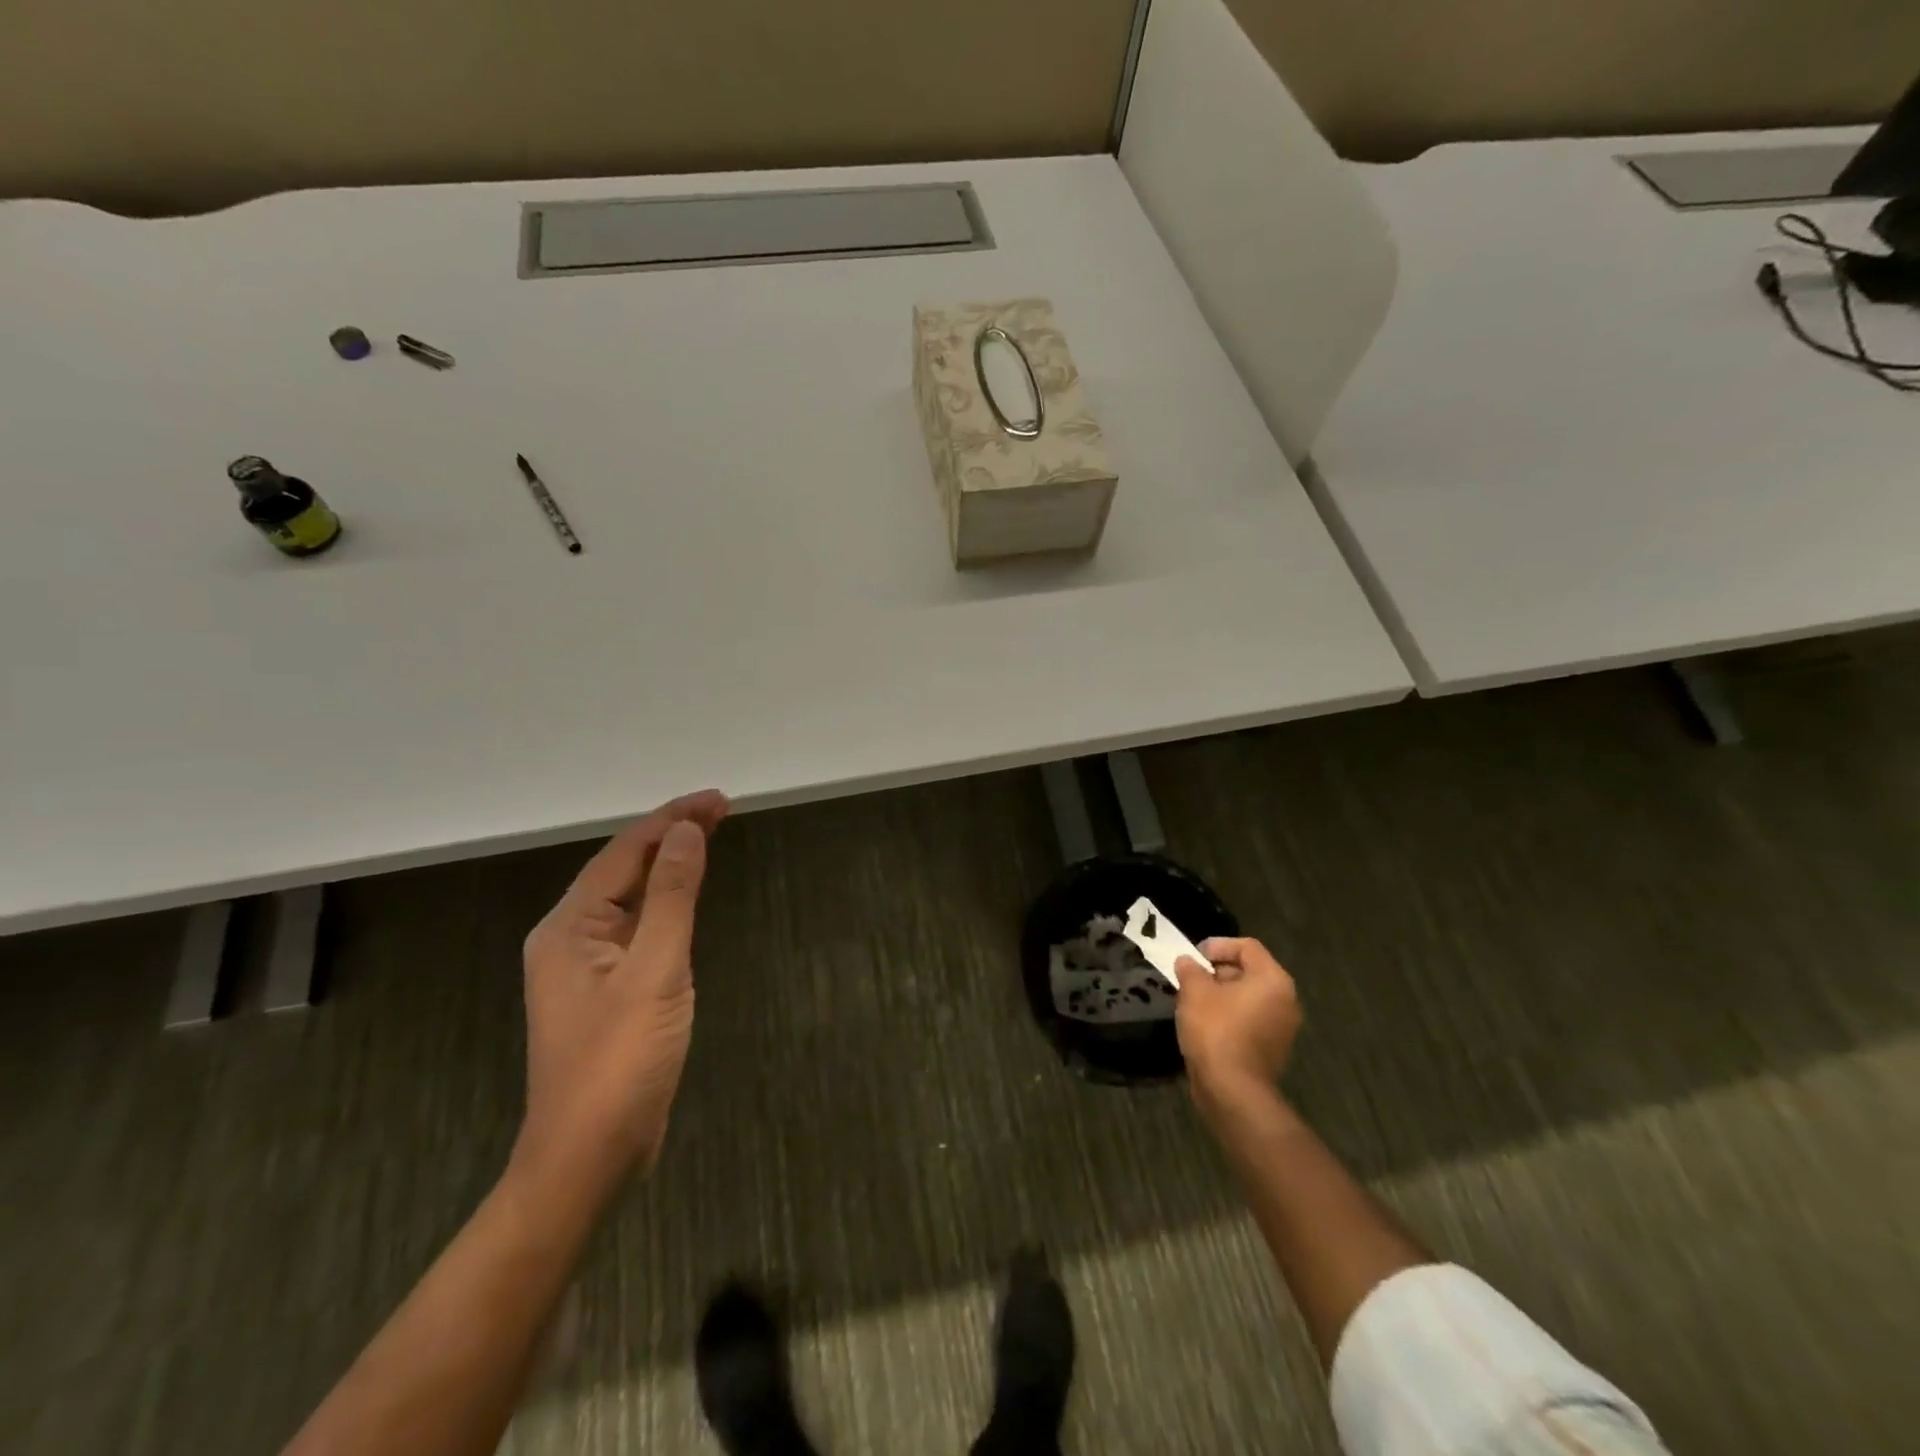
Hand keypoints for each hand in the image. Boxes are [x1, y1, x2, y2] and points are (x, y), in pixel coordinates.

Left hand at [515, 790, 727, 1196]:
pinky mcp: (606, 992)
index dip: (671, 819)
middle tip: (721, 810)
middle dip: (670, 836)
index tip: (718, 800)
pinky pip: (636, 928)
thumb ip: (671, 897)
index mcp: (569, 927)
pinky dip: (664, 903)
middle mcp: (569, 938)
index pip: (624, 852)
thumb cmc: (620, 1061)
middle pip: (623, 870)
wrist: (588, 1157)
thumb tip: (686, 832)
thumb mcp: (655, 971)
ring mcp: (585, 968)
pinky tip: (685, 899)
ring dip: (667, 866)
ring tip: (707, 839)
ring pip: (629, 899)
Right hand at [1174, 937, 1301, 1103]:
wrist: (1232, 1090)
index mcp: (1272, 979)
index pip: (1247, 947)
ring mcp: (1282, 1028)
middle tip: (1190, 978)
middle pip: (1250, 971)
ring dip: (1221, 994)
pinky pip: (1250, 1020)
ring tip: (1193, 1000)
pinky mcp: (1272, 1049)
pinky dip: (1229, 1016)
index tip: (1193, 956)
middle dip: (1217, 971)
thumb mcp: (1194, 991)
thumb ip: (1190, 969)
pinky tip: (1205, 1024)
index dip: (1217, 945)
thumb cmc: (1215, 1030)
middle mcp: (1285, 1000)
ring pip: (1249, 998)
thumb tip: (1187, 962)